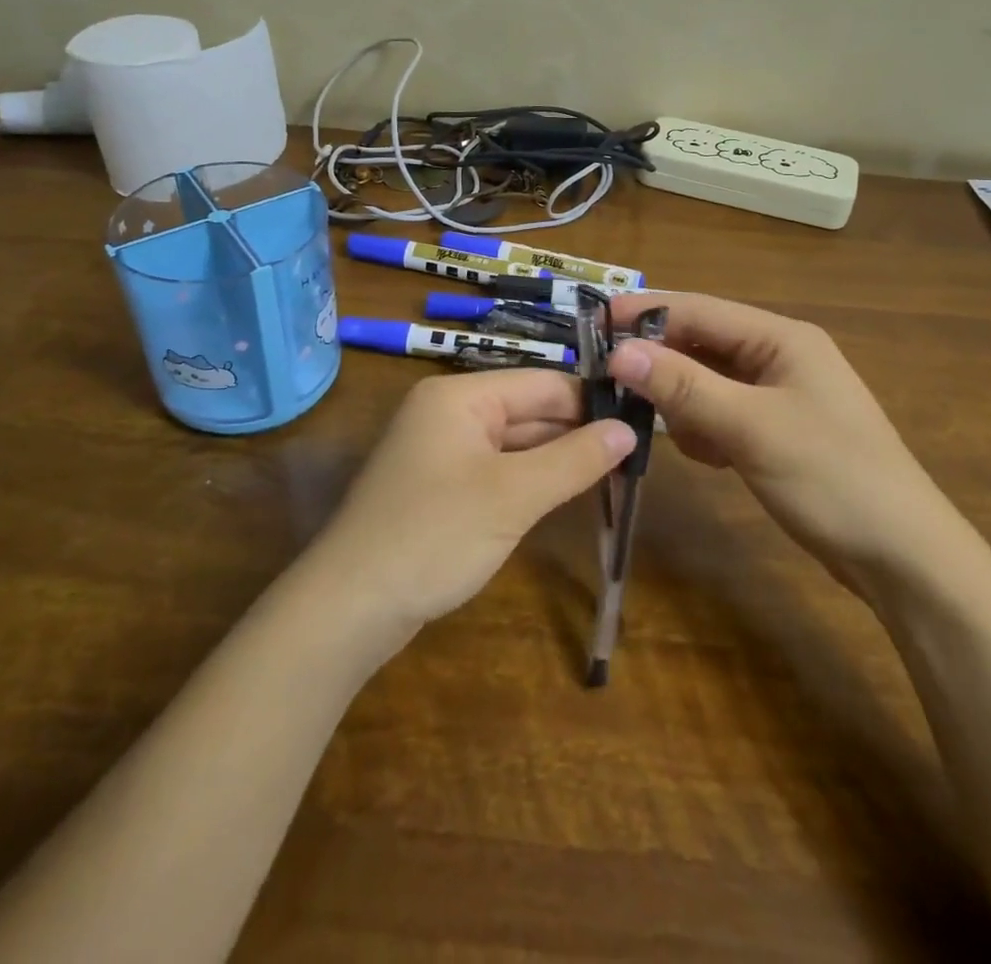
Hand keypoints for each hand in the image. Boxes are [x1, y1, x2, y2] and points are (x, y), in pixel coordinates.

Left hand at [312, 370, 634, 633]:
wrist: (349, 607)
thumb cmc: (434, 536)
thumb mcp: (513, 496)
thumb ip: (574, 459)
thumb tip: (629, 430)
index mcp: (460, 396)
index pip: (542, 383)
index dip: (591, 401)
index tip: (642, 422)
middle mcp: (448, 412)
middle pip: (527, 410)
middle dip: (577, 431)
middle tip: (636, 453)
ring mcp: (440, 450)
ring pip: (513, 442)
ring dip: (556, 457)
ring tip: (615, 472)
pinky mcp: (439, 486)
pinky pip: (496, 469)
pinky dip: (529, 479)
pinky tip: (565, 492)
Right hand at [607, 293, 966, 594]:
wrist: (904, 560)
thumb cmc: (832, 479)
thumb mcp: (751, 427)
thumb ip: (684, 387)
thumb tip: (619, 352)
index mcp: (781, 338)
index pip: (698, 309)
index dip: (644, 313)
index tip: (591, 324)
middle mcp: (778, 356)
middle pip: (700, 344)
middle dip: (660, 363)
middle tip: (609, 383)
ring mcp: (778, 396)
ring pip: (706, 382)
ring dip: (682, 403)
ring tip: (674, 433)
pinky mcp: (775, 432)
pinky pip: (721, 414)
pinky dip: (704, 431)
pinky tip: (709, 458)